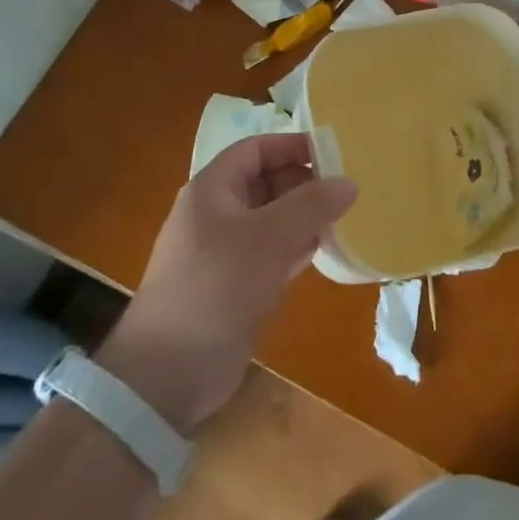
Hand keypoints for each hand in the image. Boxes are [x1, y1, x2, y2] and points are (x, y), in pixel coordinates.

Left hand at [96, 135, 355, 434]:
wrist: (169, 373)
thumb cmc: (217, 287)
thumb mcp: (269, 238)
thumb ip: (311, 205)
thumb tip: (349, 181)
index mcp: (212, 189)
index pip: (256, 149)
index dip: (293, 146)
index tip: (334, 153)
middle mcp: (215, 213)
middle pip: (264, 182)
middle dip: (303, 182)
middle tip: (346, 189)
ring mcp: (222, 251)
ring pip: (270, 219)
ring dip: (303, 217)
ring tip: (344, 217)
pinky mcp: (232, 285)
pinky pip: (269, 252)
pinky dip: (295, 247)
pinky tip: (324, 250)